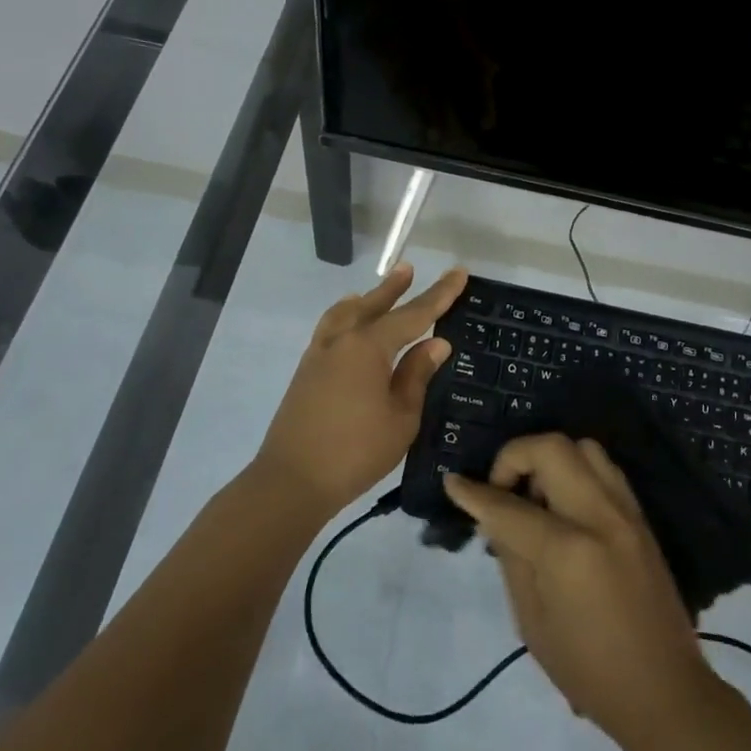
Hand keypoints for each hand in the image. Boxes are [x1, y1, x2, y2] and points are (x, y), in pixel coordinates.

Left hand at [256, 264, 467, 522]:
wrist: (292, 481)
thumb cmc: (356, 452)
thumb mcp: (401, 417)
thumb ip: (417, 375)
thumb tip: (435, 343)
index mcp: (368, 346)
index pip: (413, 314)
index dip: (439, 294)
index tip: (459, 273)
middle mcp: (341, 340)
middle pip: (373, 305)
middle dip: (395, 288)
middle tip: (410, 269)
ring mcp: (319, 353)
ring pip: (346, 314)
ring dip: (366, 300)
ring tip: (378, 292)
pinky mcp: (306, 371)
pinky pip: (330, 329)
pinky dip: (346, 318)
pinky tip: (351, 328)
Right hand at [443, 434, 722, 749]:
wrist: (664, 691)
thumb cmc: (588, 669)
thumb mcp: (531, 621)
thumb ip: (511, 555)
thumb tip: (493, 514)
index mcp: (568, 551)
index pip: (509, 506)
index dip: (473, 493)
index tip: (452, 482)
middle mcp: (600, 516)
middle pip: (552, 448)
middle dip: (515, 457)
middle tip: (502, 490)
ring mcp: (627, 512)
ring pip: (583, 447)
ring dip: (549, 459)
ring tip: (535, 497)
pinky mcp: (641, 517)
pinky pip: (604, 469)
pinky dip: (575, 471)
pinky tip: (563, 506)